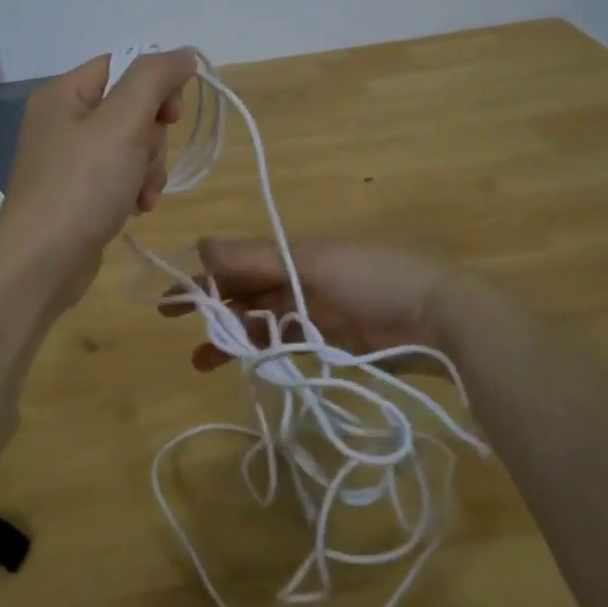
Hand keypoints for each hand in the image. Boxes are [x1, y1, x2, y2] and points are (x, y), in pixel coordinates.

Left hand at [0, 49, 200, 310]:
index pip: (123, 66)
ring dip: (148, 168)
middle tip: (143, 161)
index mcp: (64, 94)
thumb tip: (184, 53)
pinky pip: (120, 175)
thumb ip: (155, 79)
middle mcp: (63, 121)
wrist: (42, 263)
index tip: (173, 114)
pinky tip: (136, 207)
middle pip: (131, 108)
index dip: (156, 85)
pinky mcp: (78, 192)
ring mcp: (69, 159)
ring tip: (141, 194)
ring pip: (132, 145)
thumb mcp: (123, 122)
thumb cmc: (82, 185)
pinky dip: (134, 188)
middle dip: (151, 138)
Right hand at [167, 237, 461, 372]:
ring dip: (230, 335)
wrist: (437, 316)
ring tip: (200, 359)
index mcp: (293, 253)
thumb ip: (256, 258)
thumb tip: (201, 244)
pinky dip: (261, 350)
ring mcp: (313, 312)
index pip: (237, 263)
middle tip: (171, 321)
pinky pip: (284, 343)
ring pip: (259, 320)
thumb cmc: (372, 276)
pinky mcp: (329, 343)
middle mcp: (298, 279)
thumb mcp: (311, 262)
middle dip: (210, 305)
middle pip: (244, 291)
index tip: (170, 296)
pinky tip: (241, 362)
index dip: (203, 276)